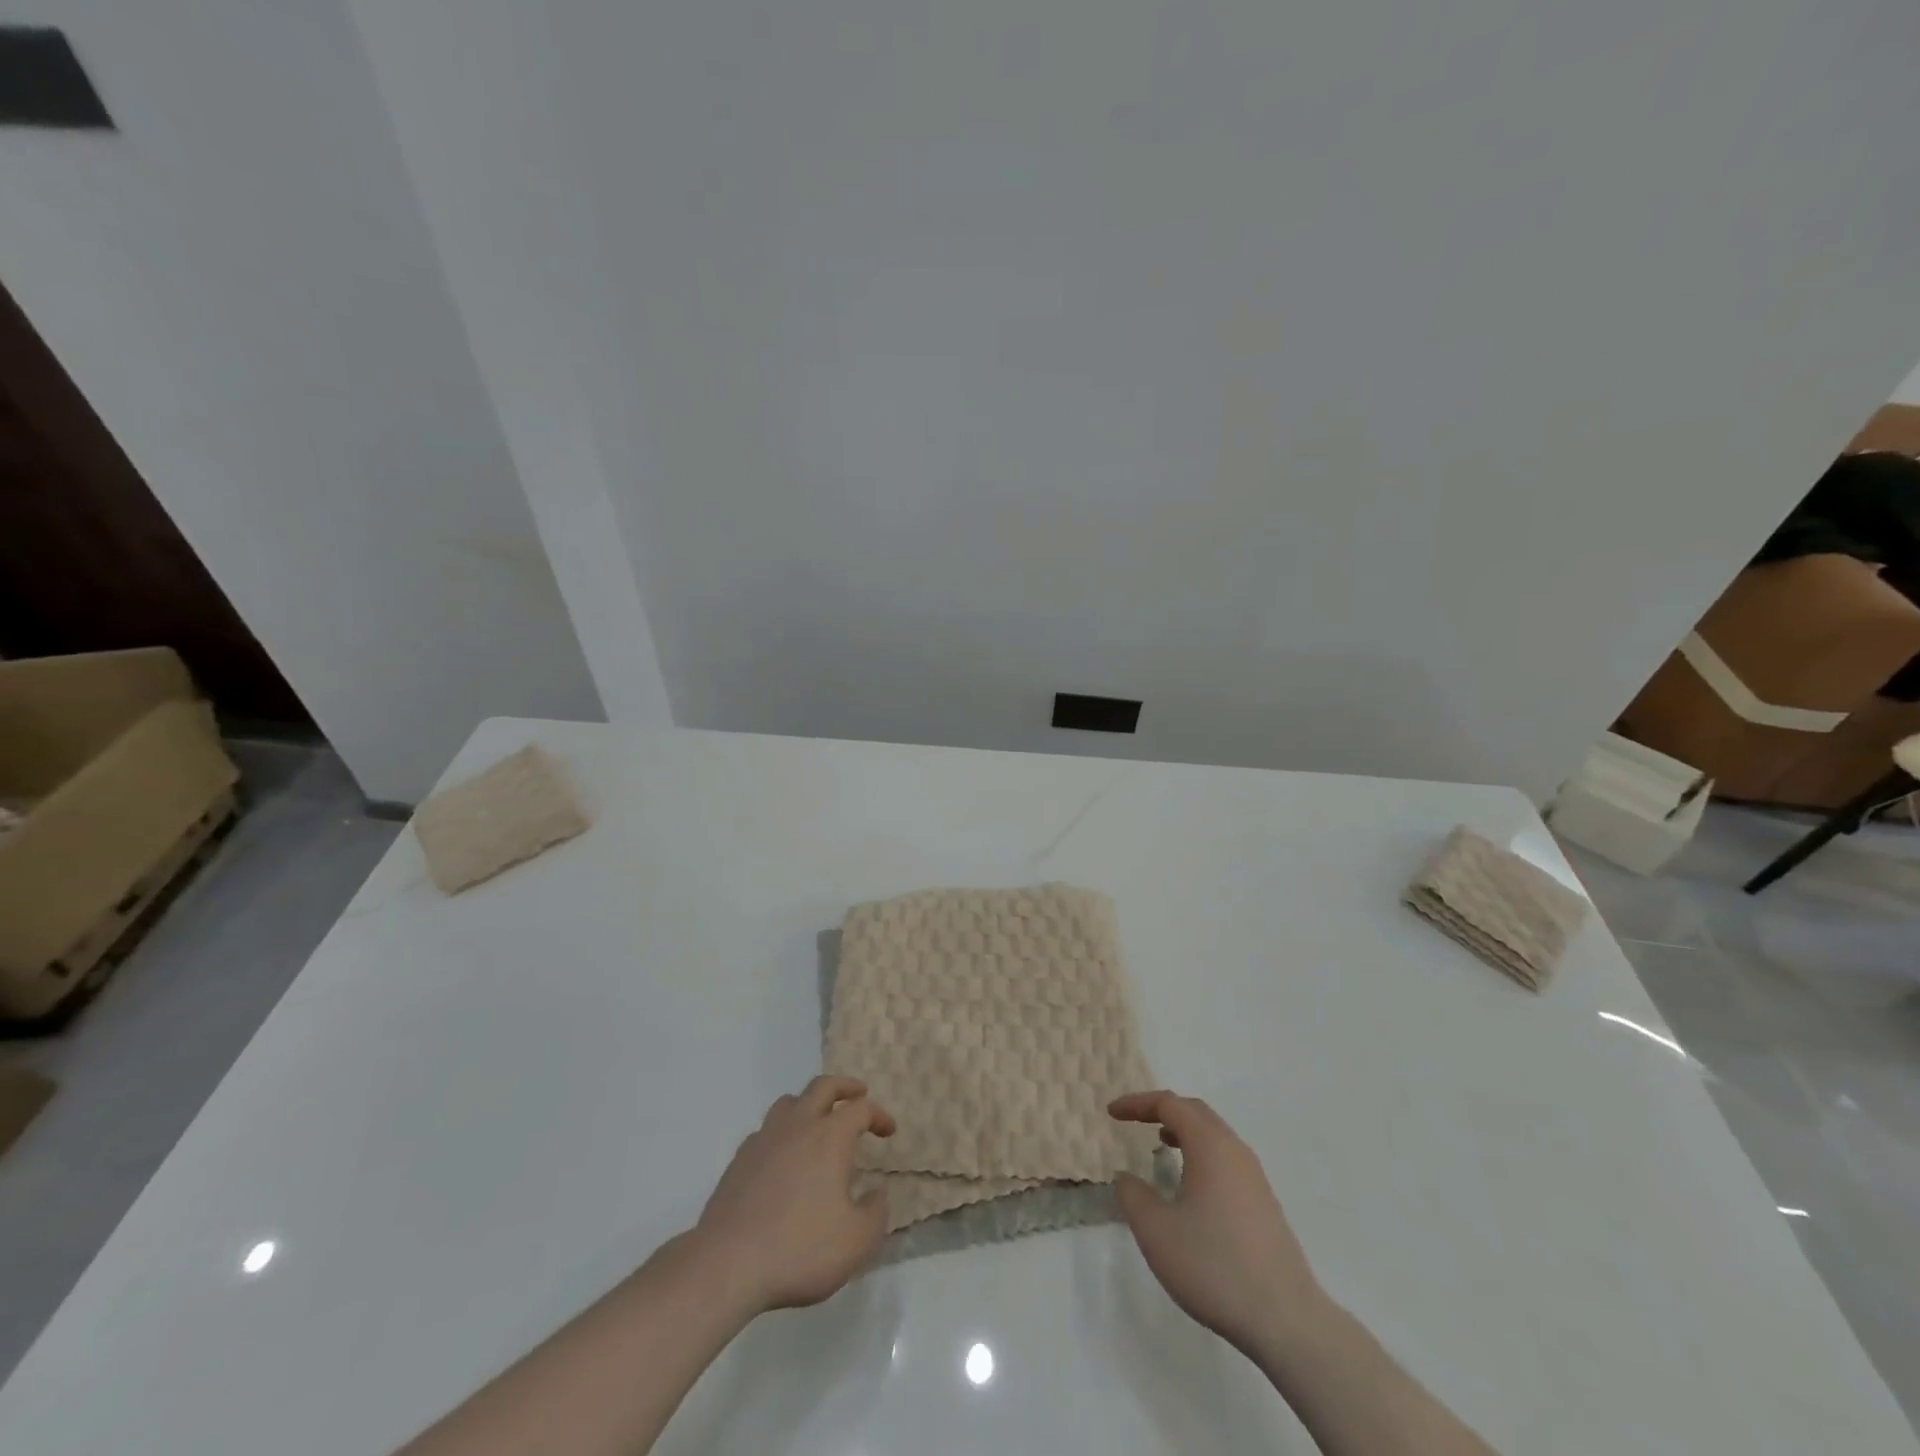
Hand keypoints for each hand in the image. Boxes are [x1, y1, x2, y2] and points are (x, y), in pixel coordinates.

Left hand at [693, 1075, 895, 1313]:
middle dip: (845, 1086)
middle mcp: (798, 1126)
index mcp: (830, 1137)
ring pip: (790, 1102)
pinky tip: (784, 1156)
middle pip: (823, 1086)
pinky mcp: (739, 1159)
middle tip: (858, 1093)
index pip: (861, 1109)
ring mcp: (764, 1139)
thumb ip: (876, 1213)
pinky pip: (766, 1130)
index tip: (888, 1132)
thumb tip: (877, 1193)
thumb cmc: (799, 1249)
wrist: (726, 1265)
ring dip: (810, 1103)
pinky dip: (782, 1132)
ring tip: (818, 1120)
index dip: (879, 1115)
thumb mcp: (856, 1242)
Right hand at [1109, 1090, 1328, 1359]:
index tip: (1111, 1113)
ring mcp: (1255, 1177)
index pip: (1169, 1104)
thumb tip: (1125, 1177)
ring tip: (1160, 1144)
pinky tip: (1191, 1185)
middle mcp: (1235, 1150)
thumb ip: (1133, 1196)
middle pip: (1195, 1111)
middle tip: (1133, 1121)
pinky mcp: (1264, 1203)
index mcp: (1210, 1146)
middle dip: (1161, 1109)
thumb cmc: (1214, 1266)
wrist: (1286, 1320)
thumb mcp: (1156, 1232)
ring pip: (1214, 1135)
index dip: (1137, 1103)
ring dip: (1184, 1131)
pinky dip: (1201, 1153)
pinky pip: (1226, 1158)